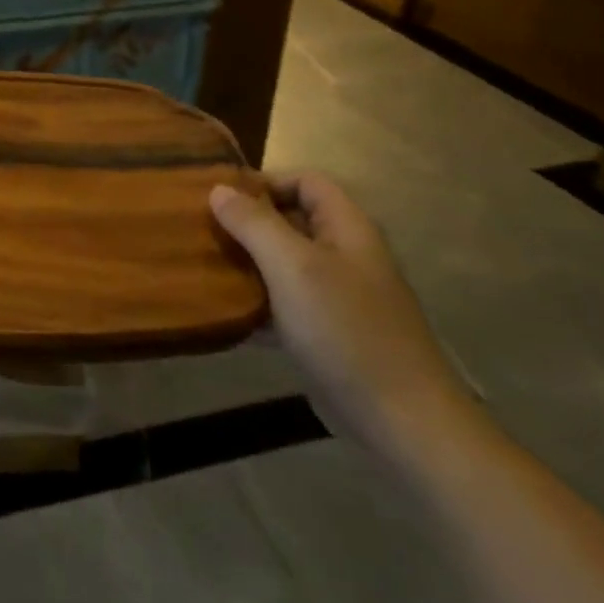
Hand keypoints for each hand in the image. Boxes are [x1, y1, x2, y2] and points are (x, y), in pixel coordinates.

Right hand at [211, 172, 478, 466]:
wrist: (401, 421)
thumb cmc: (345, 330)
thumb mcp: (292, 266)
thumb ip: (254, 223)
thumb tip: (218, 189)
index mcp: (346, 228)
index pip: (305, 181)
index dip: (264, 182)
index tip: (220, 198)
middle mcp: (344, 255)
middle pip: (291, 221)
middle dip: (247, 223)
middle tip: (202, 231)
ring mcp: (338, 296)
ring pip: (283, 264)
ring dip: (247, 264)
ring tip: (203, 267)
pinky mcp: (327, 333)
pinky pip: (284, 304)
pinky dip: (256, 304)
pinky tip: (223, 313)